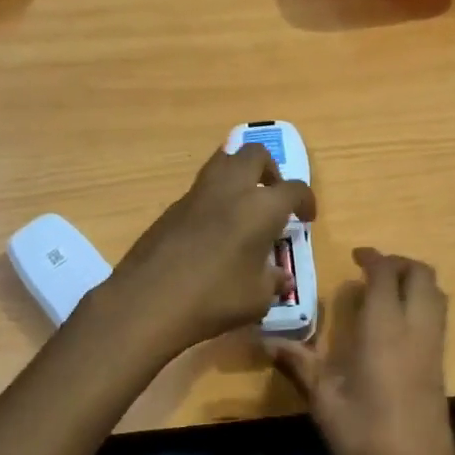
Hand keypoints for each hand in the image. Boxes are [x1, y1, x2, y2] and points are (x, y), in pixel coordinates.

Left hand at [99, 145, 315, 356]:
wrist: (148, 301)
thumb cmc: (214, 298)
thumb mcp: (256, 299)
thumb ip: (273, 282)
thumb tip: (281, 278)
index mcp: (261, 207)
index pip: (294, 189)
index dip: (306, 201)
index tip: (306, 218)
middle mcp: (231, 190)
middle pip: (255, 154)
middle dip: (269, 170)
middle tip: (272, 197)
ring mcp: (197, 195)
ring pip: (223, 162)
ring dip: (239, 176)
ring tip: (243, 207)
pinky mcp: (171, 208)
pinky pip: (201, 190)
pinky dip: (214, 199)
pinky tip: (213, 231)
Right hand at [270, 248, 454, 454]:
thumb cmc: (365, 438)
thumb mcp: (324, 400)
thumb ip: (298, 363)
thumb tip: (265, 340)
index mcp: (385, 330)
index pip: (386, 275)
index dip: (373, 258)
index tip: (355, 256)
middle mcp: (416, 330)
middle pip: (422, 275)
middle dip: (400, 263)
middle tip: (372, 269)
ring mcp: (434, 348)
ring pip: (436, 295)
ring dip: (415, 281)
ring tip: (384, 291)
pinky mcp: (441, 366)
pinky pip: (438, 317)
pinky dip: (421, 303)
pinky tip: (394, 325)